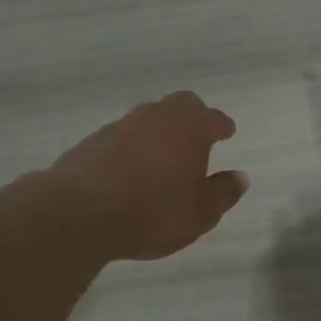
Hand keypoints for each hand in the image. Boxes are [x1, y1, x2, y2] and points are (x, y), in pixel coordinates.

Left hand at [49, 91, 249, 260]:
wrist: (80, 213)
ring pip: (147, 120)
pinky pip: (121, 139)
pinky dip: (131, 149)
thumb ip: (223, 193)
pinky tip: (129, 172)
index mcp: (189, 128)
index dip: (222, 126)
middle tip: (196, 138)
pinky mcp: (91, 142)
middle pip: (178, 107)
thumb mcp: (200, 214)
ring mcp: (120, 126)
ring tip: (161, 159)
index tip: (227, 132)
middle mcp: (155, 117)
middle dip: (191, 119)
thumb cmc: (153, 212)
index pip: (213, 118)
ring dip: (157, 134)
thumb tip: (240, 177)